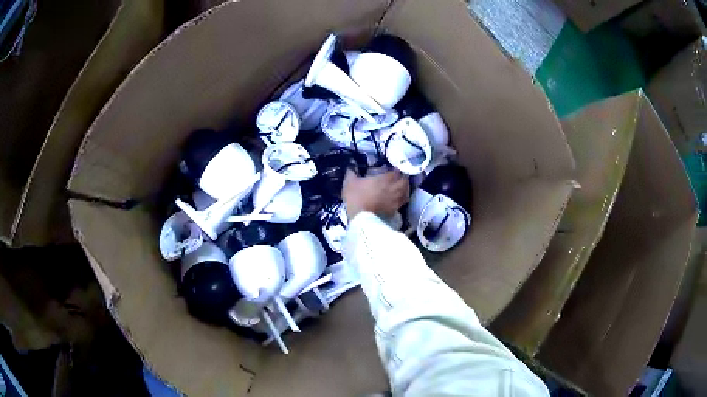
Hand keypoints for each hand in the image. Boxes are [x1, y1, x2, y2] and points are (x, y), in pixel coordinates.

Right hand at [342, 169, 409, 218]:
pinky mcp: (393, 210)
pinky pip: (402, 202)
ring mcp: (395, 200)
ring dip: (404, 188)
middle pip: (404, 181)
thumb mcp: (349, 181)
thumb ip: (351, 170)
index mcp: (384, 179)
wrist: (359, 217)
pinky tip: (397, 198)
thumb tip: (351, 161)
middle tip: (398, 177)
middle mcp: (392, 188)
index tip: (392, 169)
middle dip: (402, 178)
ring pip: (406, 191)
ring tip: (400, 187)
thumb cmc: (355, 197)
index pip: (396, 171)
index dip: (396, 170)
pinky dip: (402, 199)